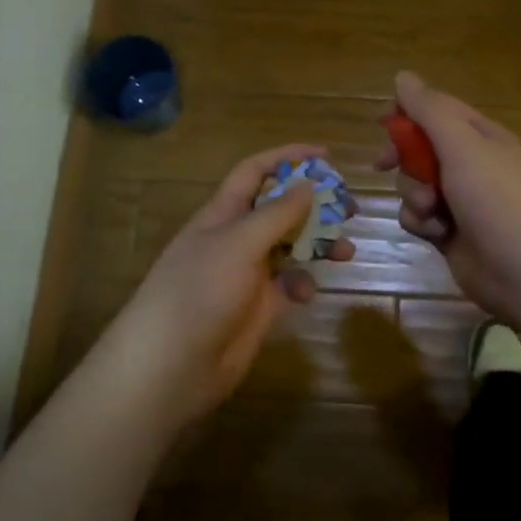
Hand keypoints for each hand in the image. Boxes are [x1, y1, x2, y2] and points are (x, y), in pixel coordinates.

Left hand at [102, 144, 355, 426]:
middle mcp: (236, 238)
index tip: (325, 155)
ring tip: (346, 251)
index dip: (287, 157)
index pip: (255, 171)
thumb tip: (308, 185)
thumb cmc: (200, 291)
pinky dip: (302, 284)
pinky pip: (289, 285)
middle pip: (280, 208)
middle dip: (314, 205)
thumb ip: (277, 213)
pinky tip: (306, 293)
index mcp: (223, 213)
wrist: (171, 366)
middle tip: (349, 208)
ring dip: (318, 245)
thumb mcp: (239, 243)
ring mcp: (247, 274)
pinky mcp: (258, 308)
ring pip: (290, 247)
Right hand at [376, 71, 520, 327]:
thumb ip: (429, 110)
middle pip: (419, 147)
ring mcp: (459, 199)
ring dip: (414, 194)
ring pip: (413, 184)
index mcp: (480, 136)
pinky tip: (436, 233)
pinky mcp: (449, 231)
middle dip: (404, 158)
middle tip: (385, 164)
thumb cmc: (496, 198)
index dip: (406, 112)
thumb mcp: (462, 145)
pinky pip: (418, 216)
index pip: (436, 109)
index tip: (381, 122)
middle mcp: (469, 163)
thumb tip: (403, 76)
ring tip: (431, 210)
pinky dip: (421, 222)